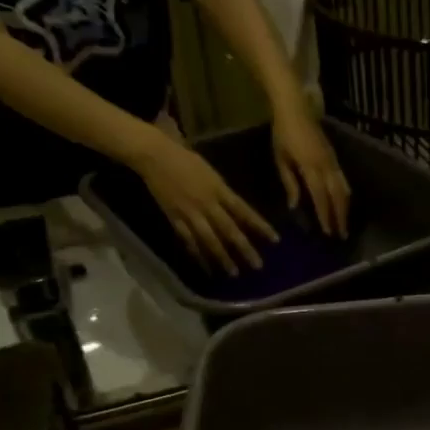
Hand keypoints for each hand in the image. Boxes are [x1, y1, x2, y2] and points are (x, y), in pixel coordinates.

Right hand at [130, 129, 277, 275]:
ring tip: (234, 273)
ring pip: (210, 239)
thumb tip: (238, 210)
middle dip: (244, 249)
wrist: (155, 156)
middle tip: (258, 266)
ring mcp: (190, 213)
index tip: (275, 240)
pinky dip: (198, 254)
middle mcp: (207, 204)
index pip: (245, 211)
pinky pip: (188, 240)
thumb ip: (224, 192)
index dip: (260, 226)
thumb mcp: (212, 173)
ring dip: (223, 257)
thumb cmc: (185, 159)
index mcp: (219, 189)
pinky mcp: (174, 218)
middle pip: (229, 230)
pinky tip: (206, 267)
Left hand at [271, 101, 350, 237]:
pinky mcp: (335, 157)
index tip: (328, 232)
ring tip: (344, 222)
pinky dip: (345, 194)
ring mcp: (333, 160)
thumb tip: (295, 205)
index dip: (325, 215)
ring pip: (344, 188)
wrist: (295, 108)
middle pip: (337, 196)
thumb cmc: (282, 133)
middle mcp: (326, 166)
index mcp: (311, 167)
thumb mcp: (281, 159)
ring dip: (345, 207)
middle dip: (340, 216)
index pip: (321, 197)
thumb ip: (290, 183)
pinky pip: (344, 179)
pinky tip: (344, 202)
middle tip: (341, 234)